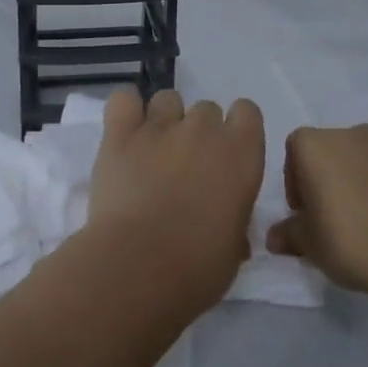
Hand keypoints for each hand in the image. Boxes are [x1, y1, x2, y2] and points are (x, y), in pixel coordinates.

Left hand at [85, 87, 265, 309]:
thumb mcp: (233, 248)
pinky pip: (124, 99)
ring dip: (164, 120)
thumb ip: (233, 219)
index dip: (236, 131)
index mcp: (242, 153)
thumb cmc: (197, 266)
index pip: (247, 112)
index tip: (226, 157)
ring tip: (152, 151)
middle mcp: (204, 129)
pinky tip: (124, 132)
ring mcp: (160, 126)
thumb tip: (224, 220)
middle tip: (186, 167)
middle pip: (207, 109)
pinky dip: (125, 110)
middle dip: (199, 132)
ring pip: (168, 99)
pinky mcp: (120, 133)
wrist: (139, 266)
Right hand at [266, 125, 367, 290]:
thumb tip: (275, 238)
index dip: (295, 179)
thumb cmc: (351, 240)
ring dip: (366, 183)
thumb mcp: (310, 245)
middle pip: (335, 151)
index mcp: (318, 145)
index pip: (295, 149)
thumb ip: (290, 235)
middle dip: (332, 178)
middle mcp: (356, 136)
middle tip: (335, 218)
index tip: (303, 211)